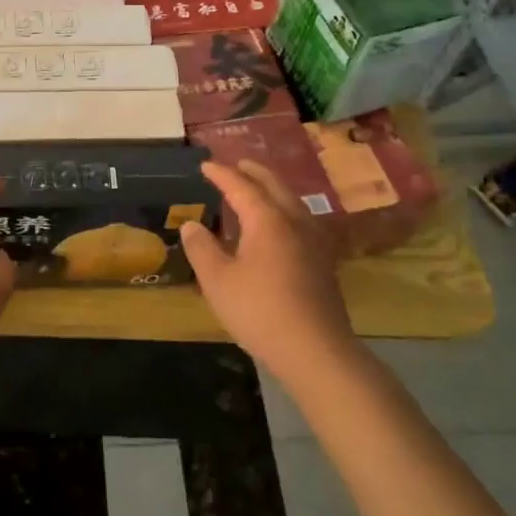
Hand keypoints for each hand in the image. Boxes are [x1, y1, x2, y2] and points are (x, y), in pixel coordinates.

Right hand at [180, 160, 353, 383]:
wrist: (316, 351)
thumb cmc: (260, 311)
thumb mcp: (217, 281)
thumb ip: (201, 248)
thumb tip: (191, 225)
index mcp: (267, 219)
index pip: (241, 186)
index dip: (221, 174)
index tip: (205, 165)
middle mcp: (294, 221)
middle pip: (274, 186)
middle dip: (253, 172)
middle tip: (237, 164)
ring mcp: (315, 241)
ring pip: (292, 201)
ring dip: (272, 189)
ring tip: (257, 189)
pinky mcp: (324, 261)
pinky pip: (301, 219)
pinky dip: (284, 209)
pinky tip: (279, 226)